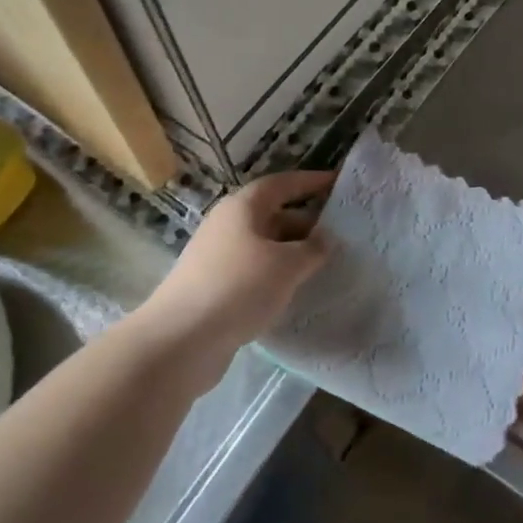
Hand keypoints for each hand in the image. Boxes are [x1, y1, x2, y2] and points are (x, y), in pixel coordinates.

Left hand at [131, 170, 333, 379]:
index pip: (283, 183)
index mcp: (243, 207)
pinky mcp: (216, 287)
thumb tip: (326, 240)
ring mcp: (219, 257)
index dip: (311, 181)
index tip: (339, 182)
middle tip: (342, 235)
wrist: (180, 341)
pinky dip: (278, 276)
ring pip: (266, 246)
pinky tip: (296, 292)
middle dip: (308, 223)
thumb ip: (313, 248)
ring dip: (294, 253)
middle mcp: (228, 225)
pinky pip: (256, 272)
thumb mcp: (287, 265)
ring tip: (326, 265)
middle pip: (274, 215)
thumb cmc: (238, 287)